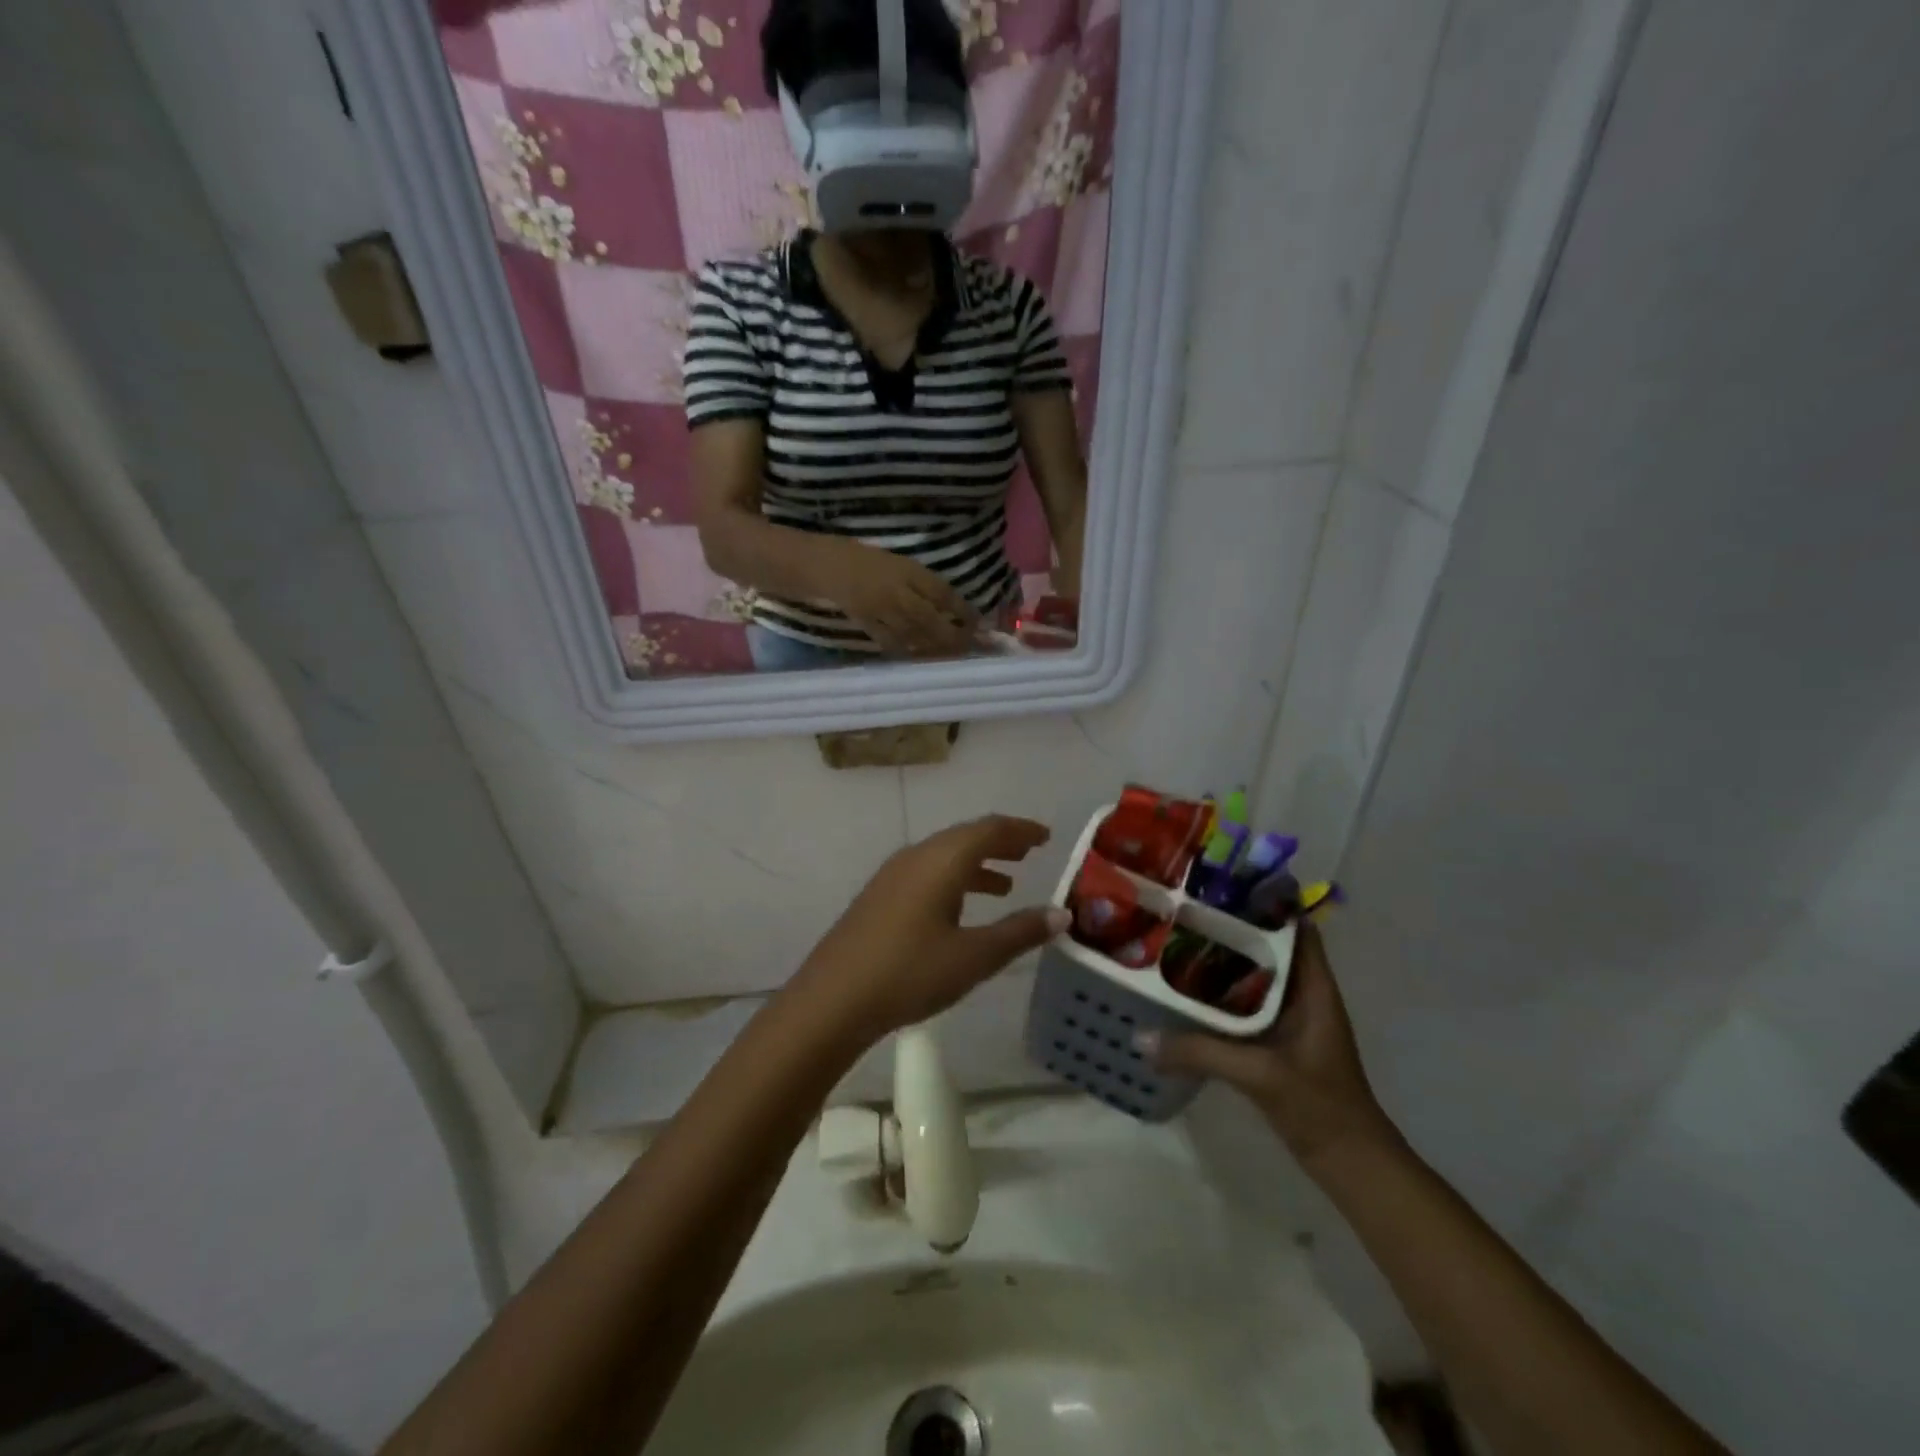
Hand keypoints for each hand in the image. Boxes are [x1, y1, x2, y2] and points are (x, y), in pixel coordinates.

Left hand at [794, 815, 1068, 1044]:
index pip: (990, 829)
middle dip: (1000, 843)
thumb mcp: (974, 956)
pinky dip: (955, 880)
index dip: (1021, 830)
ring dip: (978, 863)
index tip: (1046, 836)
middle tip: (1030, 853)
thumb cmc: (910, 972)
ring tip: (1007, 883)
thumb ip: (1019, 932)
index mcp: (942, 860)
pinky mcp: (880, 896)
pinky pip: (927, 873)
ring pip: (945, 856)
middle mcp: (917, 856)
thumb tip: (1061, 914)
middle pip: (966, 837)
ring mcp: (893, 875)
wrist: (832, 999)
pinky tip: (961, 909)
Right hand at [826, 542, 979, 656]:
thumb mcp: (904, 564)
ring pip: (915, 636)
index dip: (963, 610)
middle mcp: (897, 593)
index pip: (942, 593)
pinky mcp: (868, 626)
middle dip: (954, 636)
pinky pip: (893, 644)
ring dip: (937, 648)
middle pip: (931, 620)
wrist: (830, 567)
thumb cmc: (871, 561)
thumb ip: (927, 585)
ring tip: (954, 655)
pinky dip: (910, 653)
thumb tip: (957, 609)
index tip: (980, 622)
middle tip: (972, 646)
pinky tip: (923, 659)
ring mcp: (881, 612)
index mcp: (908, 572)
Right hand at [1144, 922, 1398, 1169]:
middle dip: (1231, 927)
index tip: (1223, 884)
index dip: (1265, 901)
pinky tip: (1185, 992)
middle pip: (1268, 946)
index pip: (1295, 927)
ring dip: (1223, 960)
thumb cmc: (1320, 1106)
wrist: (1350, 1164)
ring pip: (1254, 975)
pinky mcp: (1276, 1041)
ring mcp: (1290, 1019)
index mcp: (1313, 987)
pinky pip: (1244, 1003)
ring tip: (1177, 940)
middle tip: (1184, 908)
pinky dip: (1219, 993)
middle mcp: (1303, 994)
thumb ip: (1200, 1053)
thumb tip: (1140, 1036)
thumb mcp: (1259, 1074)